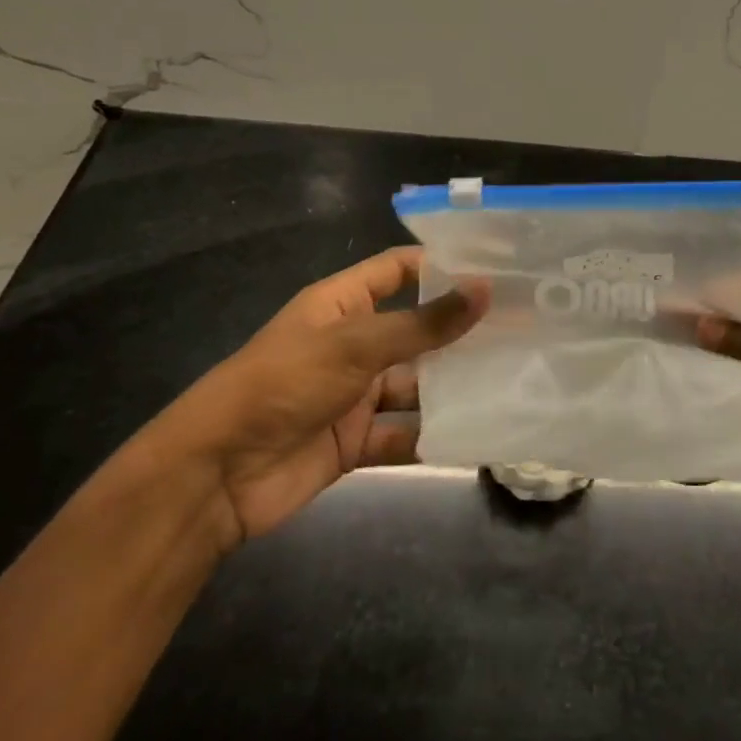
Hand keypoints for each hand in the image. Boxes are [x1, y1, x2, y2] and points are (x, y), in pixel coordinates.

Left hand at [153, 247, 485, 545]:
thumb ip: (422, 323)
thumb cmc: (284, 384)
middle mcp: (352, 343)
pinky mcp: (354, 440)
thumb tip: (485, 290)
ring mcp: (354, 394)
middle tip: (522, 326)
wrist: (217, 474)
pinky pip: (403, 433)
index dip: (442, 265)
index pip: (398, 270)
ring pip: (415, 384)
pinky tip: (478, 434)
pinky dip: (433, 436)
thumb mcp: (355, 344)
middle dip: (460, 330)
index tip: (497, 267)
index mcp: (343, 304)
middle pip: (415, 329)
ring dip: (454, 385)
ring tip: (514, 377)